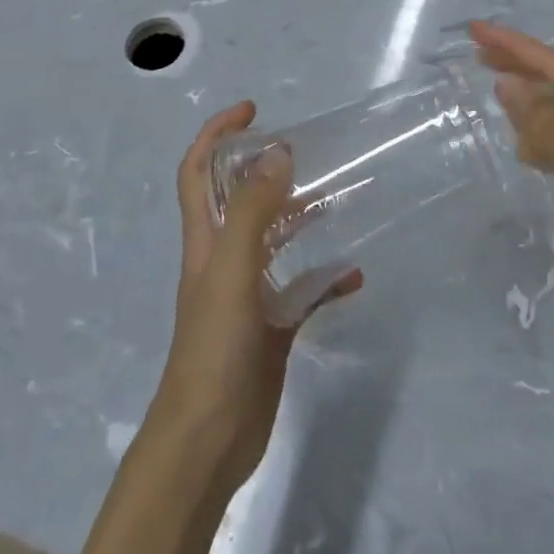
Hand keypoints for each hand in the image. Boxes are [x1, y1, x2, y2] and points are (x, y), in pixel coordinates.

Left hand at [152, 103, 360, 498]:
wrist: (208, 442)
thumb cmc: (214, 350)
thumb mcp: (233, 272)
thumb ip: (254, 211)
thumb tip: (278, 151)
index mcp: (205, 241)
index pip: (198, 172)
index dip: (216, 135)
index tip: (251, 110)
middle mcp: (223, 260)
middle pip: (238, 200)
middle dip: (264, 169)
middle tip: (305, 152)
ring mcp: (248, 294)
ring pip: (274, 241)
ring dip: (298, 217)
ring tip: (335, 200)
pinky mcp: (270, 327)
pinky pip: (302, 291)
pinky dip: (325, 279)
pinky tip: (354, 277)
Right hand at [470, 21, 553, 312]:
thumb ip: (551, 129)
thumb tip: (509, 86)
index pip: (553, 64)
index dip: (512, 45)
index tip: (476, 29)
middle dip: (519, 67)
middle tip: (478, 57)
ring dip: (532, 113)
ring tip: (505, 124)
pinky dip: (549, 144)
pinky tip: (536, 159)